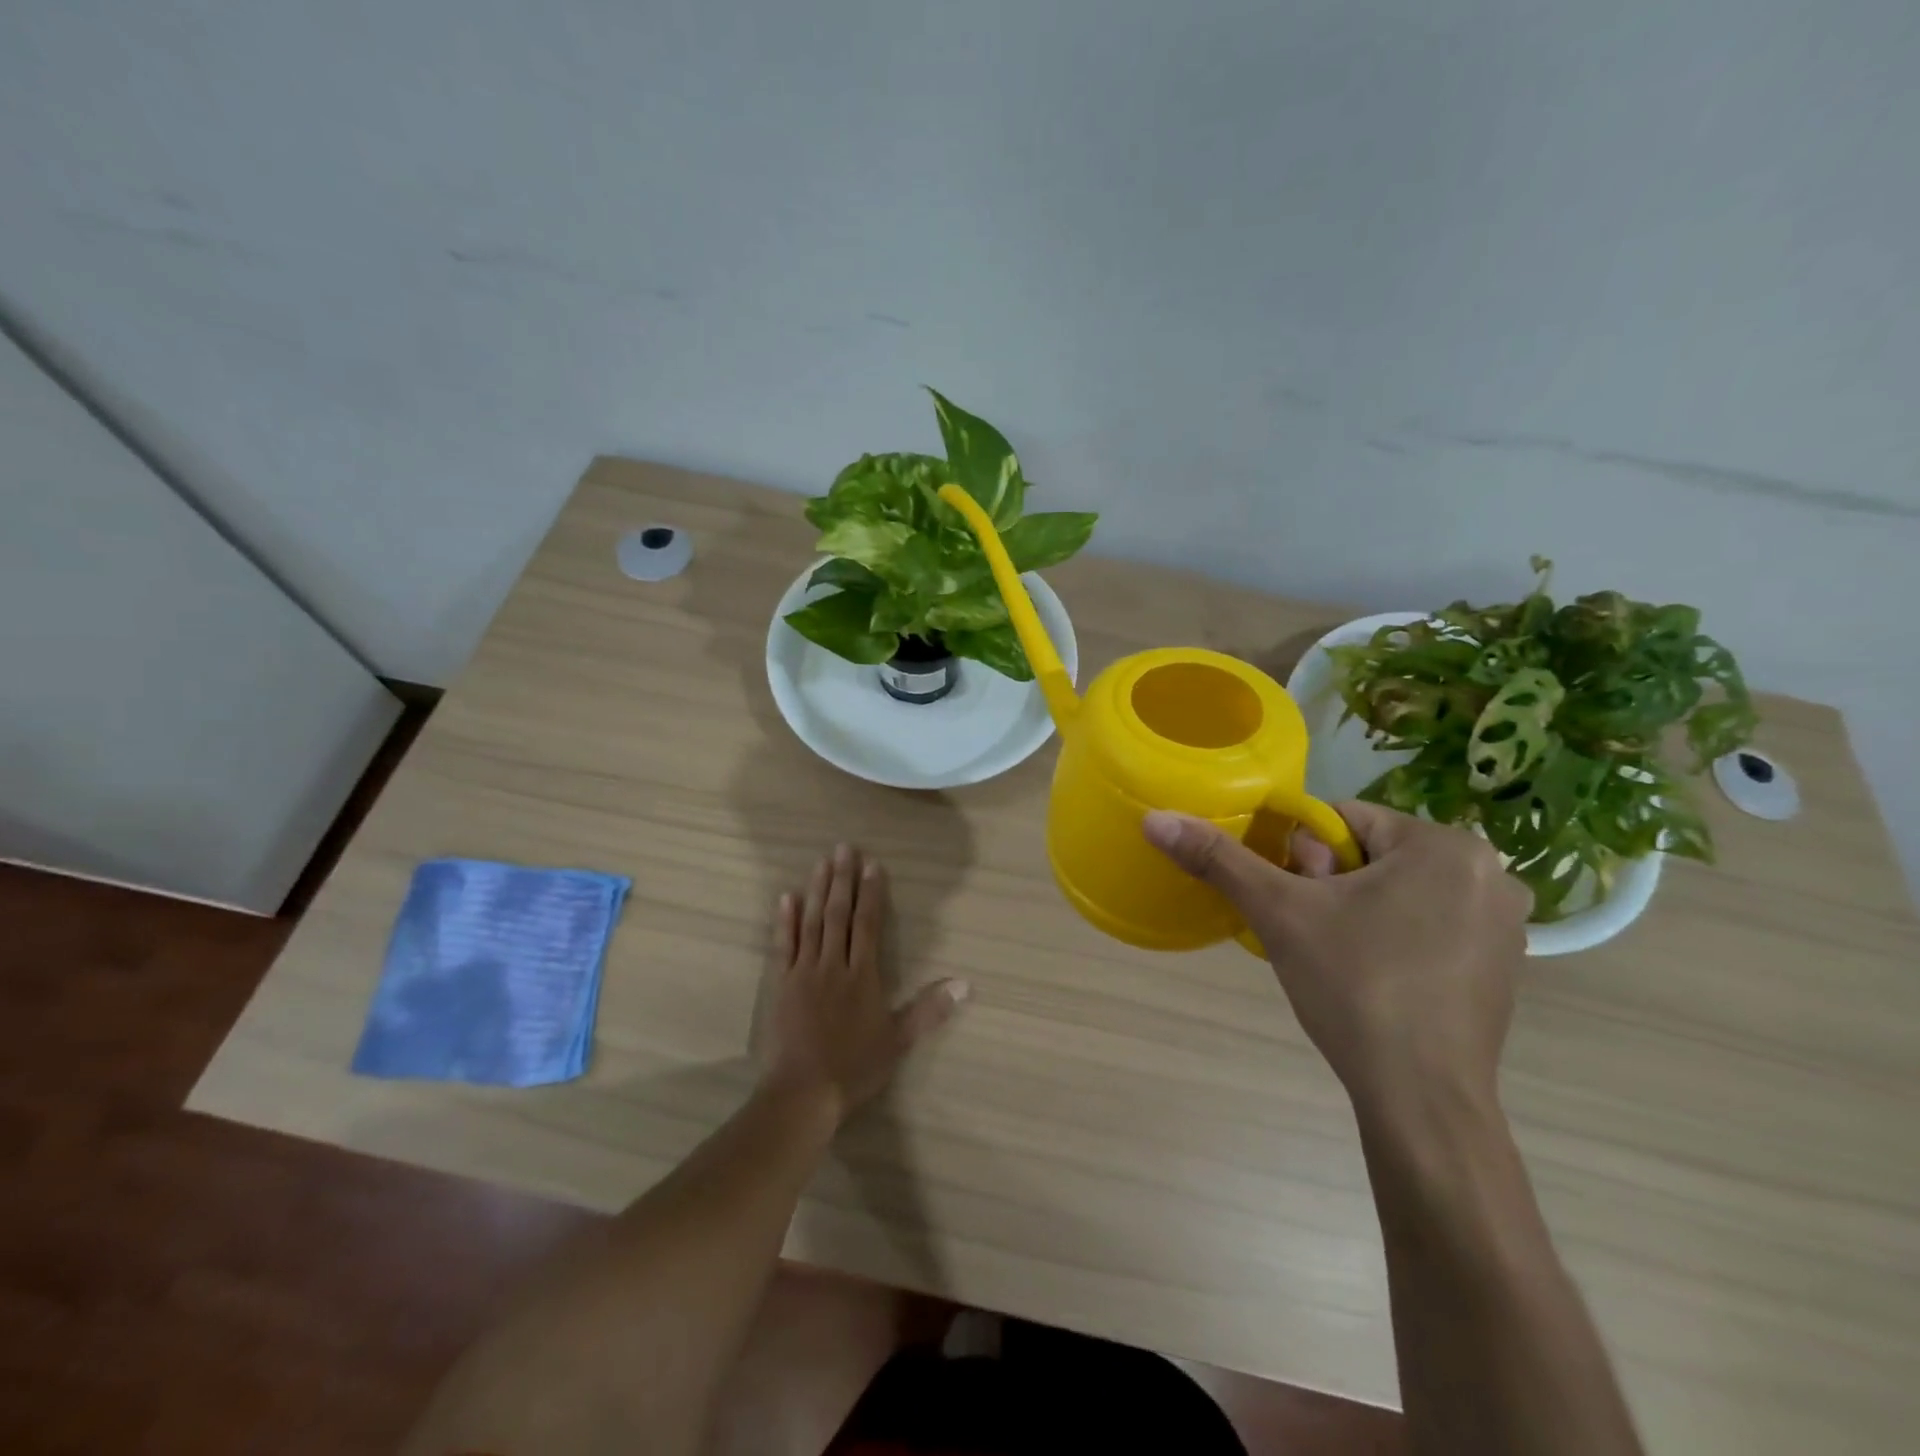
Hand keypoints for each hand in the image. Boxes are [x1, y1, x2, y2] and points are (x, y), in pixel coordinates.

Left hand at [761, 844, 969, 1121]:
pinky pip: (783, 945)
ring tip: (821, 861)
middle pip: (839, 914)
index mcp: (863, 976)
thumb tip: (966, 984)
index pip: (869, 925)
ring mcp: (804, 972)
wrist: (802, 1092)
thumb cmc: (854, 1067)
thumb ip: (929, 1010)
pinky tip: (786, 897)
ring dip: (817, 890)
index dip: (871, 894)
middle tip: (843, 847)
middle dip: (843, 879)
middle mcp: (834, 965)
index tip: (872, 865)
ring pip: (812, 922)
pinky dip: (785, 920)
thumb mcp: (898, 1041)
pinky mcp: (781, 984)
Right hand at [1143, 803, 1527, 1117]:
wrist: (1423, 1101)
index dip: (1300, 856)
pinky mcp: (1503, 966)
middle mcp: (1488, 873)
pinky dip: (1393, 938)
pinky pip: (1429, 925)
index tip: (1292, 899)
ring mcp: (1504, 924)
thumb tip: (1154, 819)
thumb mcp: (1278, 913)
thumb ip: (1218, 859)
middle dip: (1329, 884)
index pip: (1343, 820)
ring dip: (1357, 910)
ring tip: (1338, 959)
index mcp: (1445, 845)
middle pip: (1372, 854)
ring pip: (1398, 890)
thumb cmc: (1356, 987)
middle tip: (1313, 933)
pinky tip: (1374, 979)